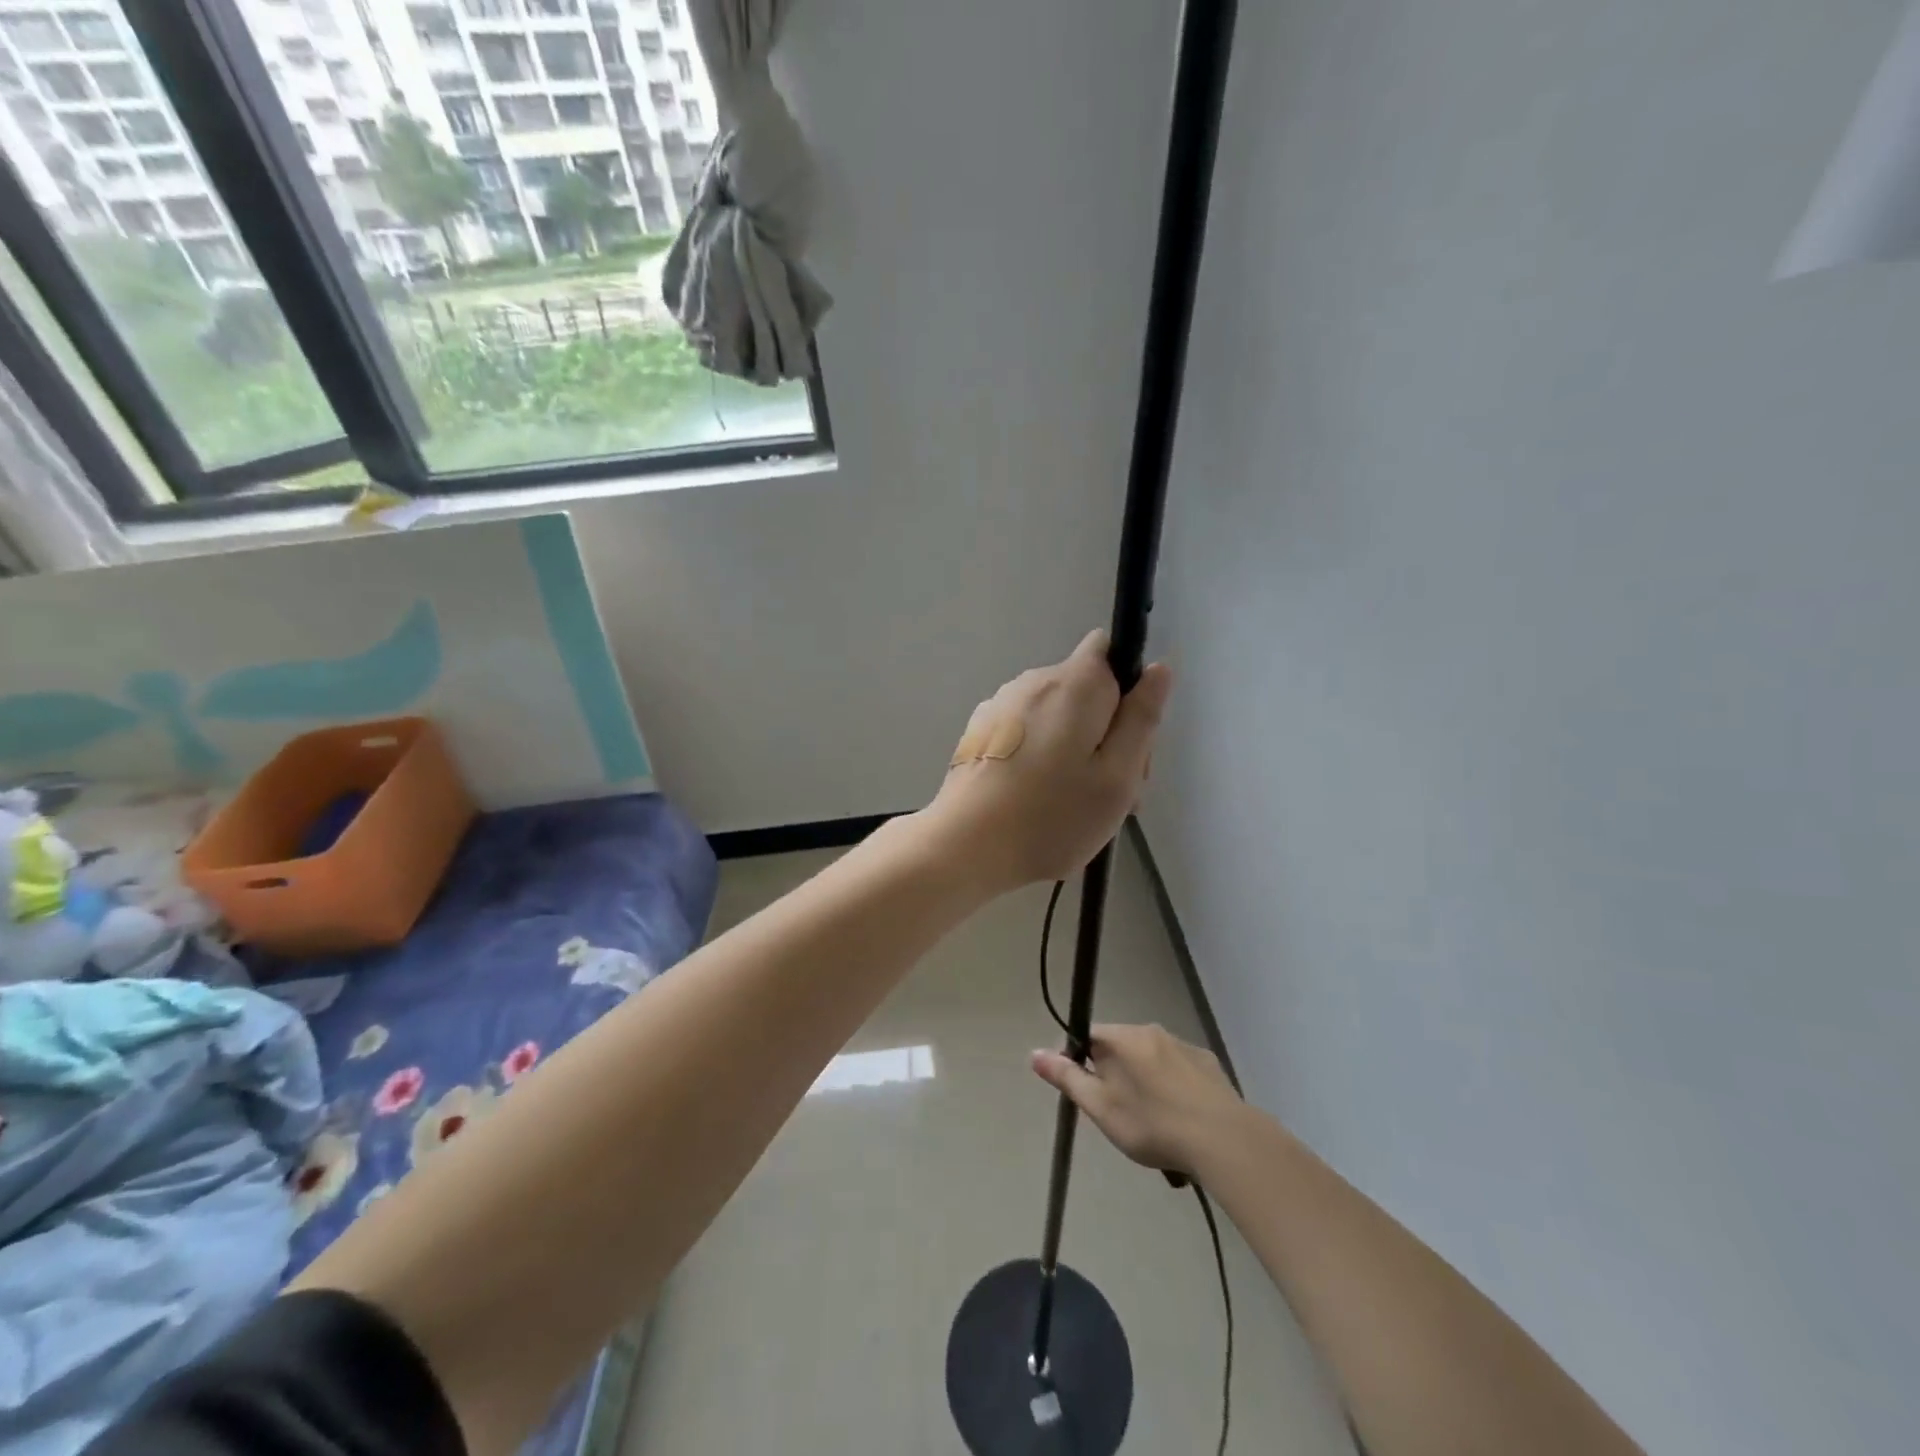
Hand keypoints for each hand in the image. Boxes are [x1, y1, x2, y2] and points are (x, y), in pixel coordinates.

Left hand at [925, 630, 1171, 891]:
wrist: (964, 845)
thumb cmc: (1051, 816)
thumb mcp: (1117, 777)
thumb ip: (1141, 720)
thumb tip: (1157, 669)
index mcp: (1074, 683)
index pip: (1111, 651)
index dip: (1129, 689)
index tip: (1129, 738)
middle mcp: (1033, 681)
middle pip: (1086, 691)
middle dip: (1106, 732)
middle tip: (1110, 792)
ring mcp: (1001, 705)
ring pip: (1056, 716)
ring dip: (1074, 749)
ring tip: (1072, 806)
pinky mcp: (979, 732)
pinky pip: (1026, 733)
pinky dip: (1039, 757)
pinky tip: (1035, 802)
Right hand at [1032, 1023, 1239, 1175]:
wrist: (1223, 1141)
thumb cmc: (1153, 1124)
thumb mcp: (1101, 1107)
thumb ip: (1067, 1078)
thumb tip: (1034, 1052)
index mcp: (1124, 1038)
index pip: (1089, 1036)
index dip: (1080, 1062)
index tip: (1087, 1092)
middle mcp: (1153, 1032)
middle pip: (1120, 1048)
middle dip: (1113, 1075)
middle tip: (1118, 1115)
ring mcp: (1184, 1046)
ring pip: (1150, 1059)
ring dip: (1143, 1082)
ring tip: (1151, 1125)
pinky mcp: (1209, 1065)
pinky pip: (1179, 1070)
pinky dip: (1172, 1088)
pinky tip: (1180, 1119)